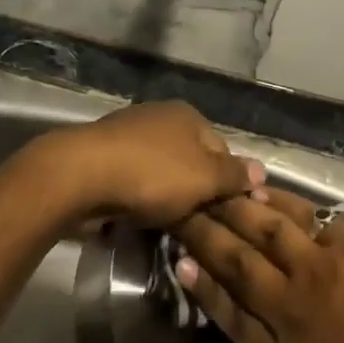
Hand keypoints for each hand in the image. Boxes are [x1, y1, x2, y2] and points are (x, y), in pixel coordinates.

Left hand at [39, 101, 262, 228]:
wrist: (81, 176)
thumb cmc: (152, 174)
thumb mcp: (204, 178)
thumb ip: (234, 176)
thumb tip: (262, 169)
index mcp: (188, 115)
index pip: (222, 150)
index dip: (226, 184)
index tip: (224, 216)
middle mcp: (161, 117)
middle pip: (190, 161)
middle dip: (193, 192)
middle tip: (195, 226)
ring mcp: (130, 133)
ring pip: (161, 172)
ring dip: (164, 198)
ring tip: (164, 227)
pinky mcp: (104, 155)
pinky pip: (133, 180)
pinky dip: (137, 198)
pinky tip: (134, 217)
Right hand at [173, 190, 343, 342]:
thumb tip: (267, 314)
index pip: (231, 315)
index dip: (203, 287)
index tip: (180, 261)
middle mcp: (291, 305)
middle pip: (238, 261)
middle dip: (206, 233)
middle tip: (182, 209)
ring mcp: (318, 265)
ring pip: (266, 226)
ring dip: (236, 206)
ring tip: (216, 189)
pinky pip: (304, 215)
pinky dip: (279, 200)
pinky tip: (265, 187)